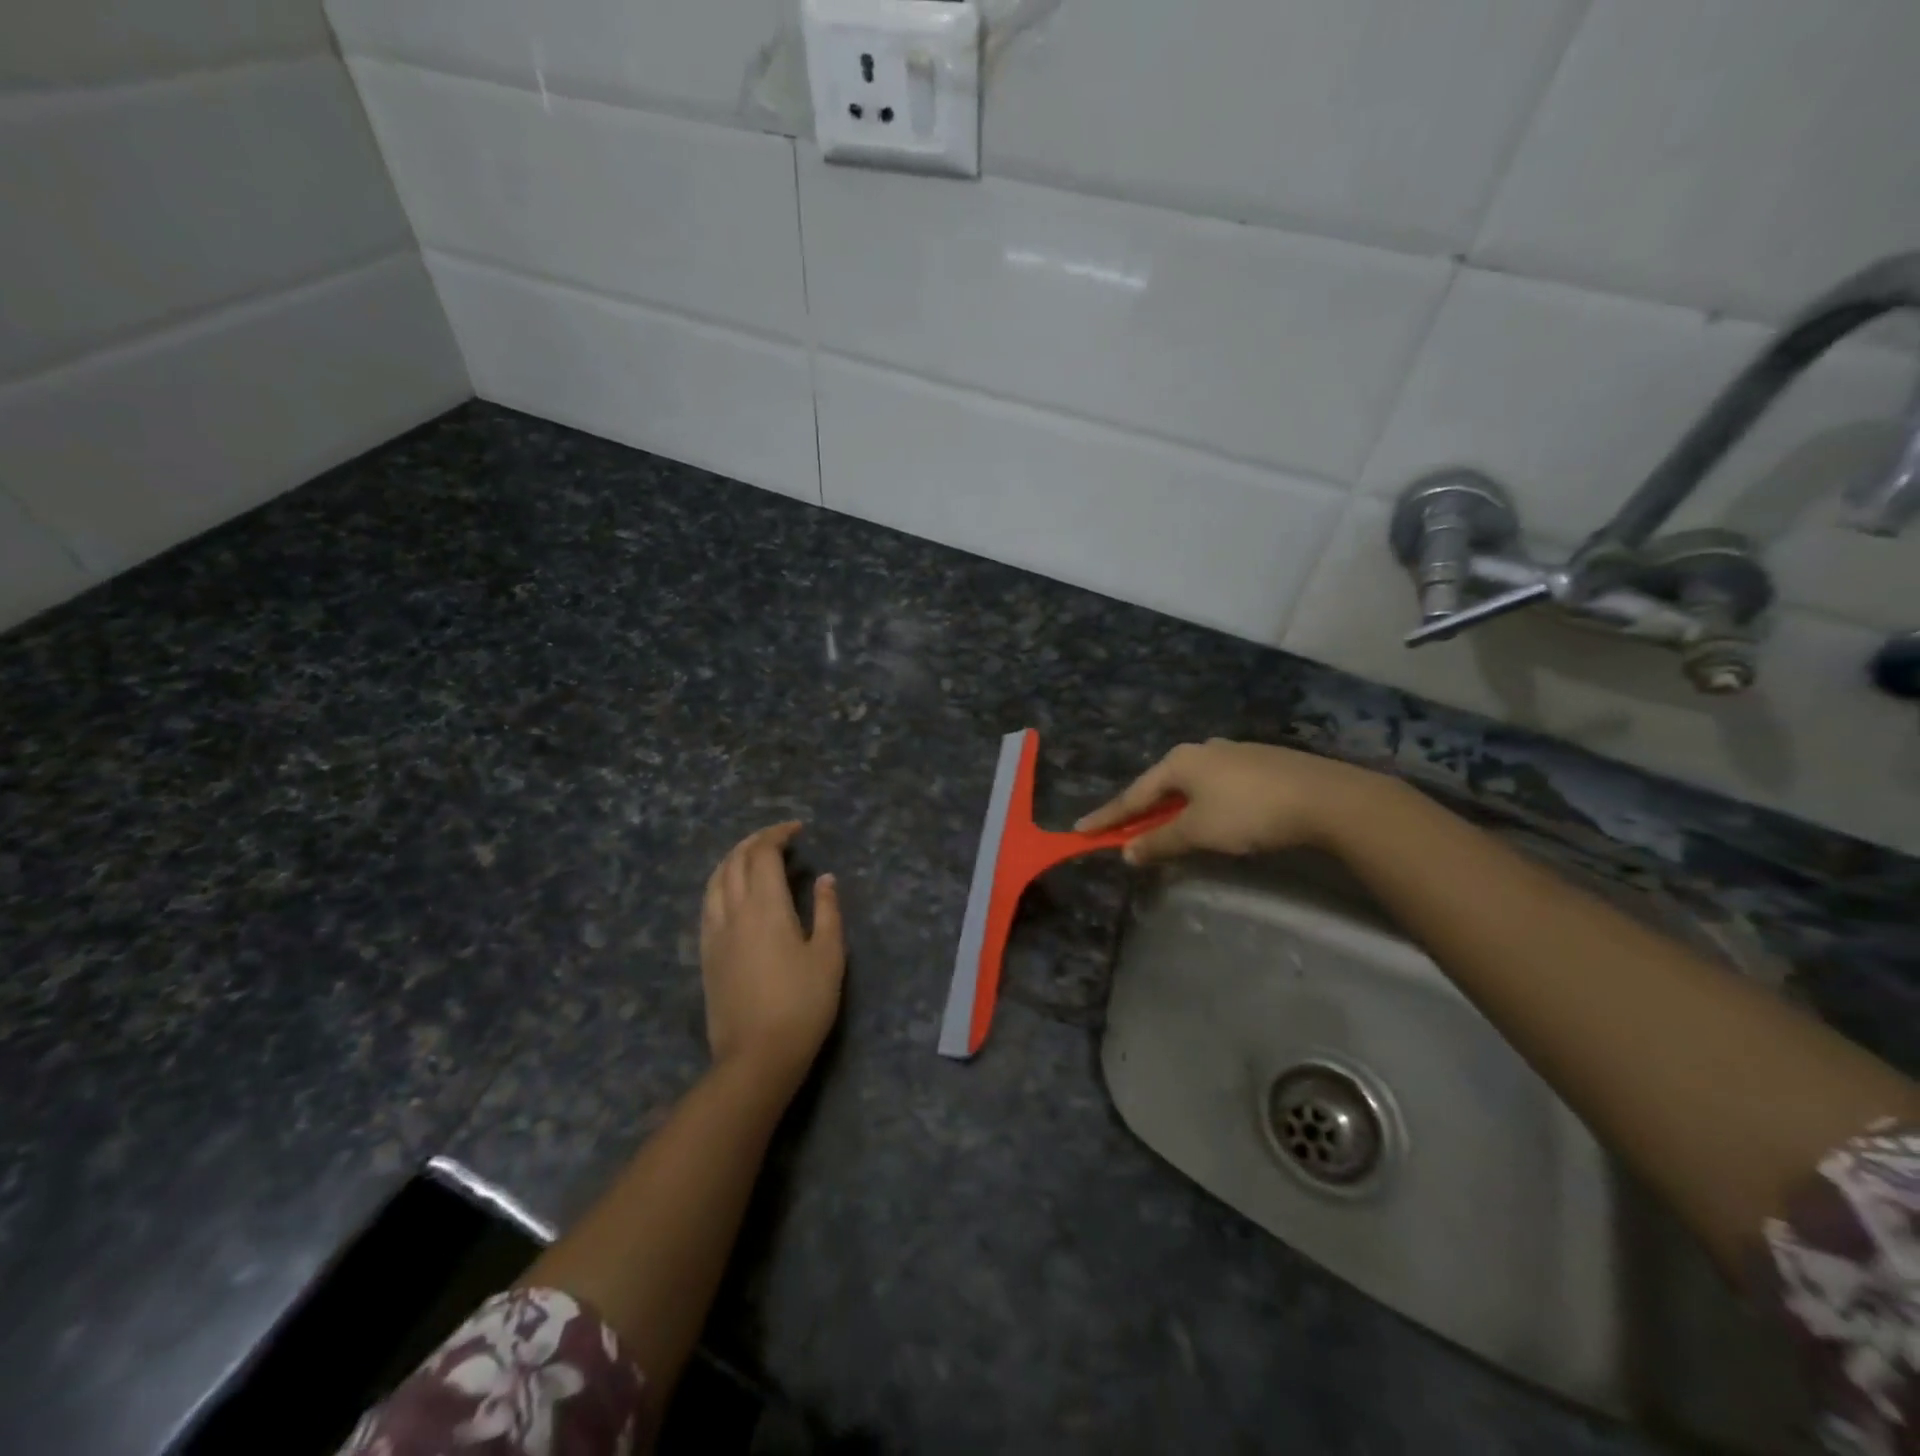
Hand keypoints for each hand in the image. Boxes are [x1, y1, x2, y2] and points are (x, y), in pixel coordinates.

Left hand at [699, 822, 844, 1092]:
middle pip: (735, 860)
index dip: (778, 834)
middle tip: (778, 838)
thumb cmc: (803, 1004)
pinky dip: (721, 883)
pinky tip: (732, 892)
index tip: (798, 830)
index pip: (763, 854)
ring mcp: (714, 933)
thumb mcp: (828, 955)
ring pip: (715, 880)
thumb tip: (825, 878)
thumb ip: (827, 911)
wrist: (756, 1056)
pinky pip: (708, 903)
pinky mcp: (706, 954)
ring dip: (733, 858)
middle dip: (755, 841)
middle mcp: (733, 911)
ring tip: (753, 857)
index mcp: (765, 907)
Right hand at [1076, 739, 1384, 864]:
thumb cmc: (1249, 813)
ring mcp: (1232, 753)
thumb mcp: (1198, 832)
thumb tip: (1127, 853)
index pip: (1133, 795)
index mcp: (1179, 762)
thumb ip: (1159, 842)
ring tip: (1165, 828)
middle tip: (1122, 832)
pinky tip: (1210, 816)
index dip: (1107, 816)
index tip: (1080, 830)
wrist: (1325, 797)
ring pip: (1190, 784)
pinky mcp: (1259, 763)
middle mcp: (1201, 750)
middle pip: (1160, 785)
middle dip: (1140, 810)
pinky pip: (1215, 785)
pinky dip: (1200, 804)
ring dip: (1172, 808)